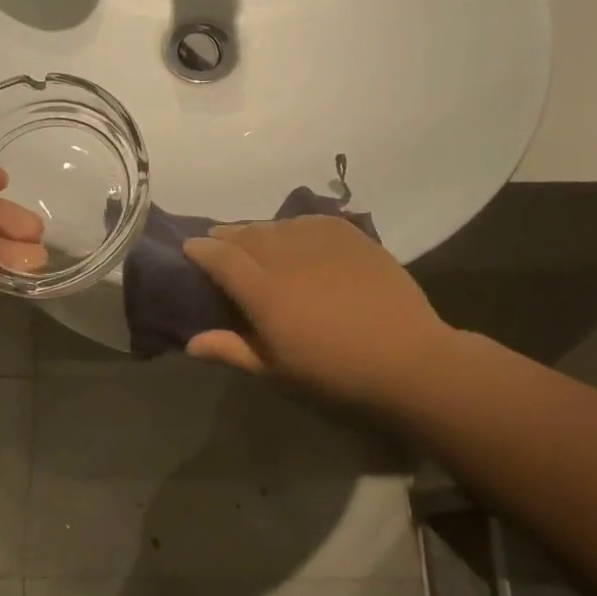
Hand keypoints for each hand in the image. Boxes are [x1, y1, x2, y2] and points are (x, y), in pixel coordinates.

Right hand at [182, 216, 450, 412]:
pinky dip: (294, 225)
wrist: (407, 360)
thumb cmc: (335, 374)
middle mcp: (287, 257)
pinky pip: (312, 221)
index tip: (189, 247)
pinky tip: (294, 232)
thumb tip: (191, 343)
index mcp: (264, 292)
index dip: (201, 250)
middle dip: (226, 235)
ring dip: (258, 230)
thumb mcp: (277, 371)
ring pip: (278, 225)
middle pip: (246, 235)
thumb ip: (232, 350)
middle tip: (216, 240)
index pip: (221, 258)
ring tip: (253, 237)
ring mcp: (322, 243)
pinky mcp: (352, 238)